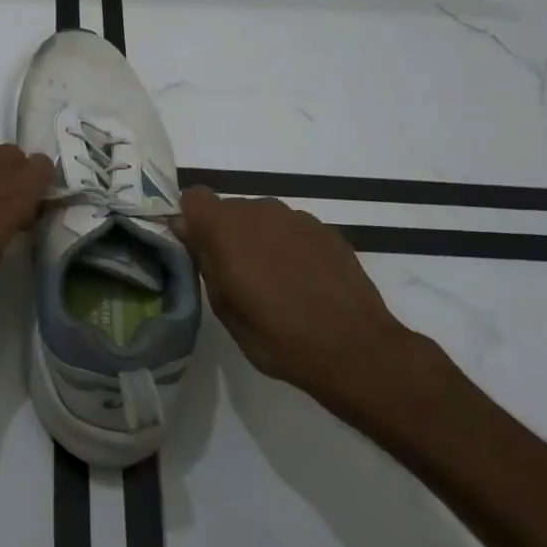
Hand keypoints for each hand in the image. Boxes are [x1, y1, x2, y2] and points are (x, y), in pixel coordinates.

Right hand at [176, 187, 433, 416]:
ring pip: (263, 218)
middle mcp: (260, 211)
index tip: (198, 249)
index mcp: (227, 228)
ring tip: (275, 282)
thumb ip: (205, 263)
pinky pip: (293, 229)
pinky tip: (304, 282)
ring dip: (259, 239)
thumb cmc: (278, 337)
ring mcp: (297, 218)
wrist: (356, 349)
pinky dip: (290, 247)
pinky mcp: (327, 230)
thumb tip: (190, 233)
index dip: (192, 220)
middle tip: (237, 276)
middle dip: (226, 234)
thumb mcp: (225, 310)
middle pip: (229, 209)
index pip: (194, 198)